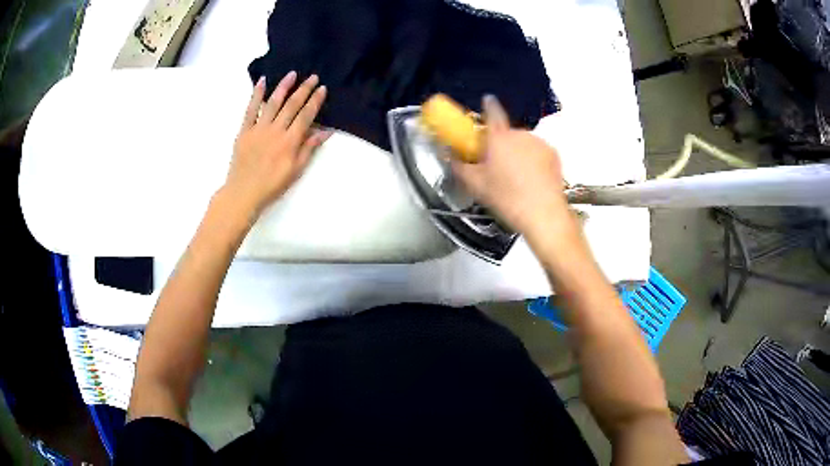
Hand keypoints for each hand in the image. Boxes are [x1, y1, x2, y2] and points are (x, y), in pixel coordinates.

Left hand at [223, 71, 330, 216]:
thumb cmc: (272, 185)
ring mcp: (258, 129)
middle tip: (312, 77)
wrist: (243, 193)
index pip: (306, 116)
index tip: (322, 88)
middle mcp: (275, 131)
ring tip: (292, 74)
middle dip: (304, 89)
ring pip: (273, 103)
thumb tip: (326, 131)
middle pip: (291, 105)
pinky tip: (262, 82)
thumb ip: (309, 148)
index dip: (315, 101)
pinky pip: (250, 110)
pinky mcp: (244, 131)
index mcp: (290, 141)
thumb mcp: (296, 170)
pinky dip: (256, 95)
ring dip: (283, 87)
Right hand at [451, 96, 569, 236]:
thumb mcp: (475, 184)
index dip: (488, 105)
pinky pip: (537, 152)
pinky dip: (533, 160)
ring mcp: (539, 143)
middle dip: (500, 144)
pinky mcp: (553, 154)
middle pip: (506, 132)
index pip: (492, 111)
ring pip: (522, 143)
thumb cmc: (507, 199)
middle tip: (495, 165)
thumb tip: (448, 154)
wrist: (543, 215)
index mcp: (499, 137)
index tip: (487, 101)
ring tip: (515, 177)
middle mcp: (520, 134)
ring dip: (517, 153)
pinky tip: (530, 179)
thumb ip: (458, 165)